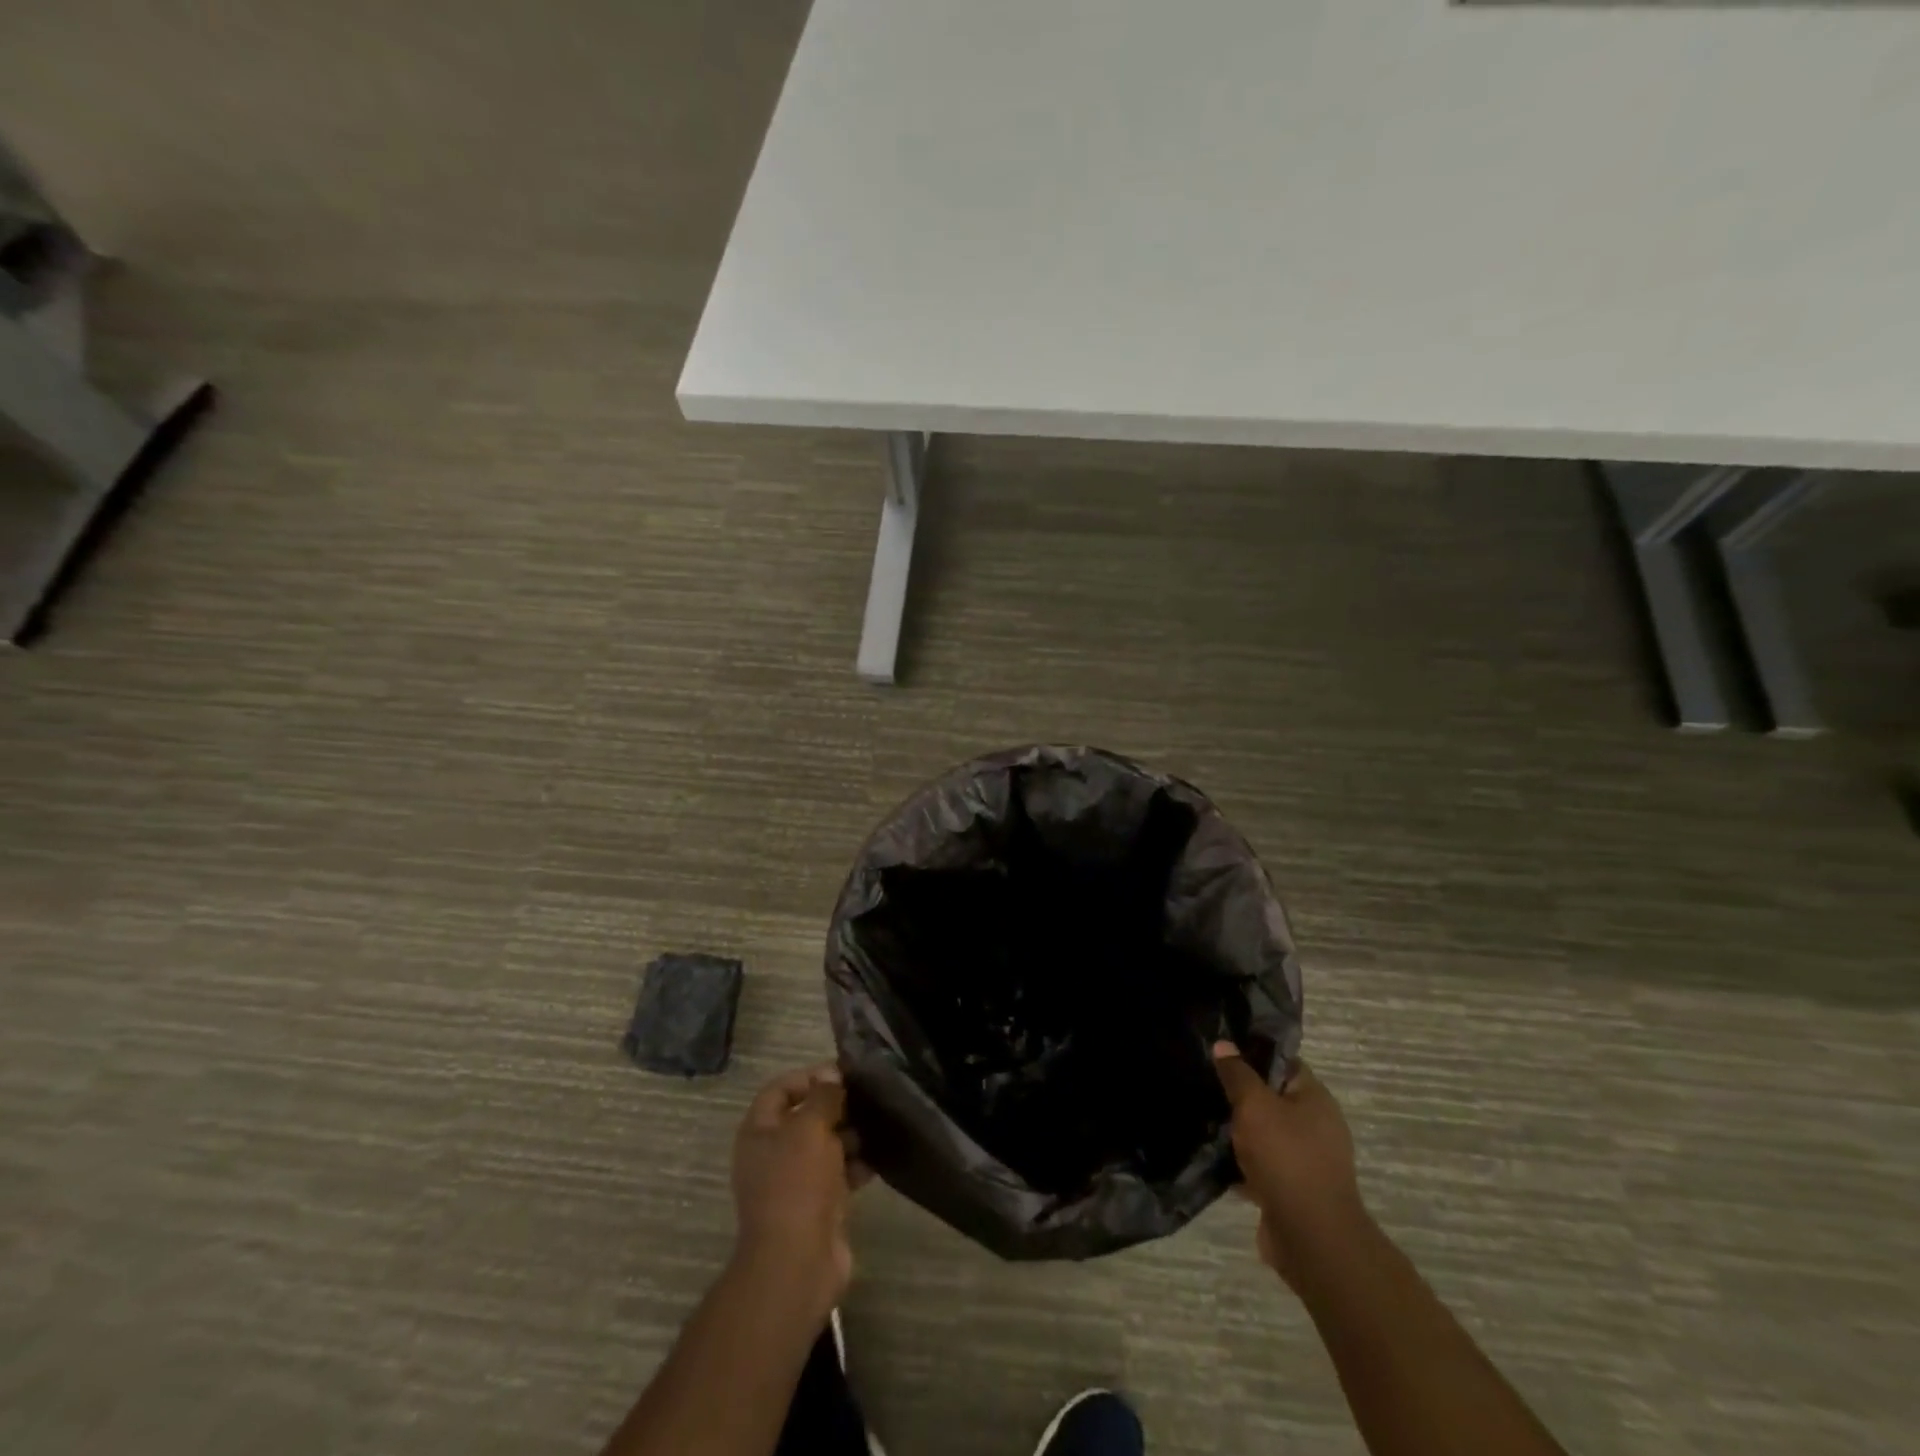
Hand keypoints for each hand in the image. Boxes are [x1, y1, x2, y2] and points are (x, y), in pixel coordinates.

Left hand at [729, 1064, 866, 1317]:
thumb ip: (823, 1096)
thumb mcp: (810, 1127)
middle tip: (867, 1099)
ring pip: (825, 1146)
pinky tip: (878, 1159)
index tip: (842, 1074)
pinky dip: (856, 1165)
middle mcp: (773, 1154)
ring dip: (850, 1136)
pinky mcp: (817, 1206)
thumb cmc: (797, 1184)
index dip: (808, 1077)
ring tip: (878, 1126)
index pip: (780, 1089)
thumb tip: (832, 1074)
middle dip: (835, 1107)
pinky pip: (838, 1175)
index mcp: (759, 1132)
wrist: (797, 1263)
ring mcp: (795, 1182)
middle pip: (805, 1117)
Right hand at [1213, 1045, 1365, 1289]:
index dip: (1253, 1054)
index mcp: (1315, 1099)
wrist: (1310, 1238)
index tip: (1221, 1052)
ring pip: (1264, 1134)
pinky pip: (1261, 1166)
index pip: (1283, 1063)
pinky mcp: (1292, 1191)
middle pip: (1272, 1099)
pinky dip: (1241, 1163)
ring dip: (1239, 1131)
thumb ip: (1237, 1074)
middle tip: (1206, 1084)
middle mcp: (1316, 1127)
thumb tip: (1224, 1044)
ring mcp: (1306, 1161)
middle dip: (1241, 1095)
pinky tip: (1212, 1157)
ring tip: (1203, 1117)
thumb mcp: (1254, 1105)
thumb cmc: (1285, 1157)